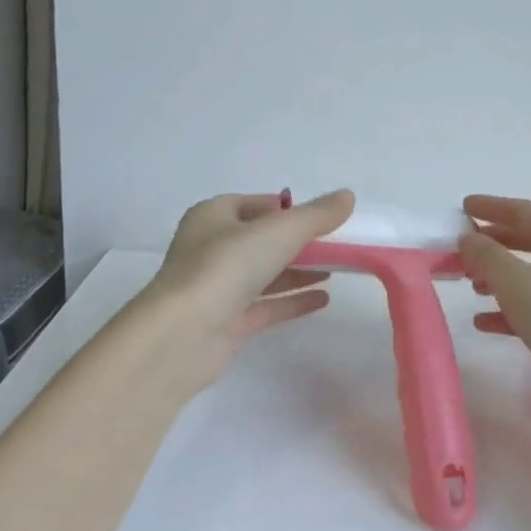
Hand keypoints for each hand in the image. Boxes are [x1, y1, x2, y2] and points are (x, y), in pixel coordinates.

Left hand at [134, 189, 355, 397]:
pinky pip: (266, 305)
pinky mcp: (226, 322)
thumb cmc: (226, 267)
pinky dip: (292, 300)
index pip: (253, 204)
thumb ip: (316, 215)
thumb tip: (348, 196)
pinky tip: (323, 299)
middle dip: (297, 243)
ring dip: (298, 272)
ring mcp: (218, 288)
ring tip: (336, 271)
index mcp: (213, 217)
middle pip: (261, 240)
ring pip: (264, 274)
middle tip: (335, 245)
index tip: (319, 217)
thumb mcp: (279, 231)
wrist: (182, 334)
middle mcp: (211, 249)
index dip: (286, 208)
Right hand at [457, 196, 530, 414]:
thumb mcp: (517, 283)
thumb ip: (487, 256)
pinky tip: (485, 322)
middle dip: (496, 242)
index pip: (525, 210)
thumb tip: (469, 237)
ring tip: (471, 285)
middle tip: (464, 248)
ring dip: (501, 276)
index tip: (464, 207)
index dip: (493, 207)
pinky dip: (512, 308)